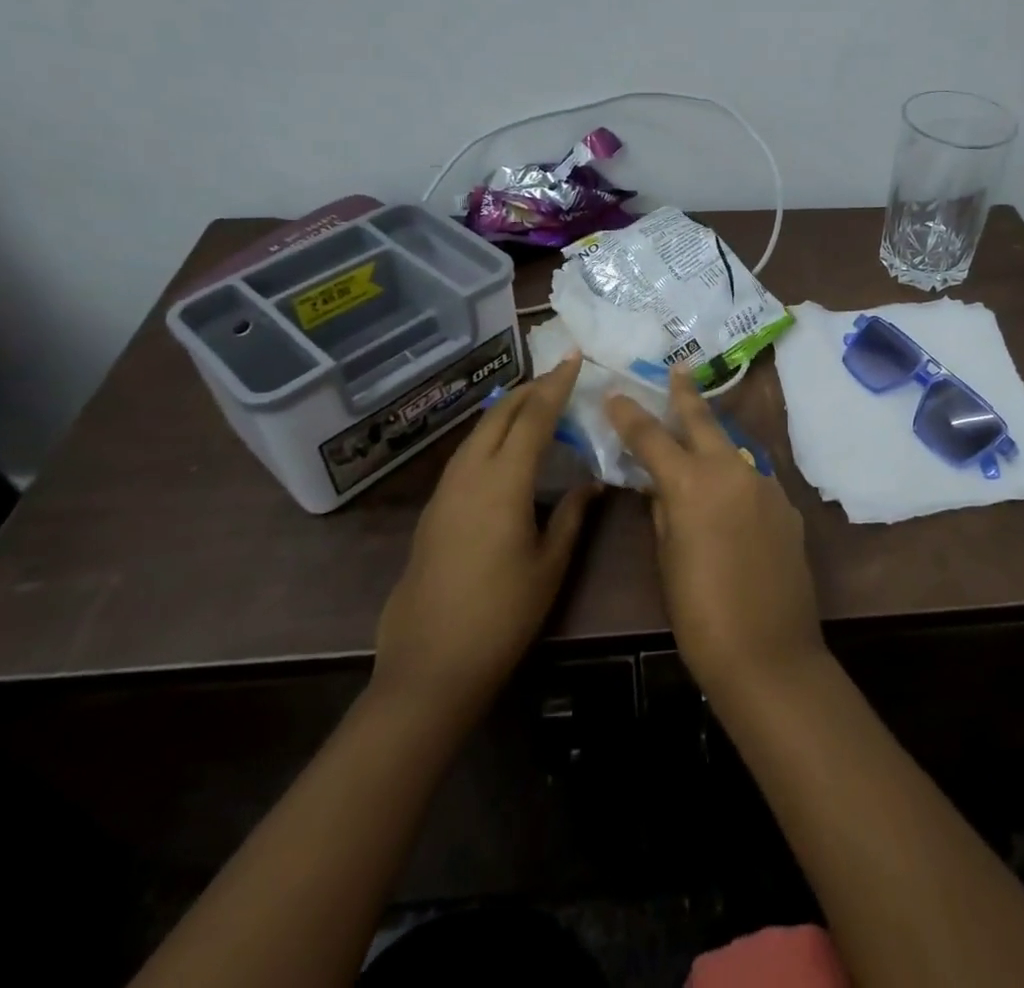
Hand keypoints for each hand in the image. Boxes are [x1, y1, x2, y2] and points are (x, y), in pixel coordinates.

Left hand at [372, 355, 597, 714]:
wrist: (431, 665)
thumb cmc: (502, 615)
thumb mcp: (550, 564)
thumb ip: (572, 515)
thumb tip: (592, 482)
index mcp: (504, 482)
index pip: (534, 417)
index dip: (556, 385)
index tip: (573, 357)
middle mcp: (470, 474)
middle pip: (500, 414)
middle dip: (530, 389)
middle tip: (559, 377)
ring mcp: (446, 491)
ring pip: (478, 431)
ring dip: (507, 410)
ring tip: (536, 404)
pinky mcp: (434, 510)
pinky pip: (466, 453)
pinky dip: (490, 434)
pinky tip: (504, 447)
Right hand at [605, 368, 824, 699]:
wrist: (770, 653)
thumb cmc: (701, 614)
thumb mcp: (667, 560)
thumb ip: (663, 513)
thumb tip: (659, 487)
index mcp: (692, 484)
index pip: (652, 437)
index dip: (630, 415)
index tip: (615, 394)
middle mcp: (731, 471)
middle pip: (703, 421)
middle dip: (685, 394)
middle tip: (678, 369)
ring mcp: (765, 485)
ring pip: (732, 451)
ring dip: (713, 443)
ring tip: (698, 441)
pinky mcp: (786, 506)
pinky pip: (753, 481)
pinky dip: (735, 480)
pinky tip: (730, 499)